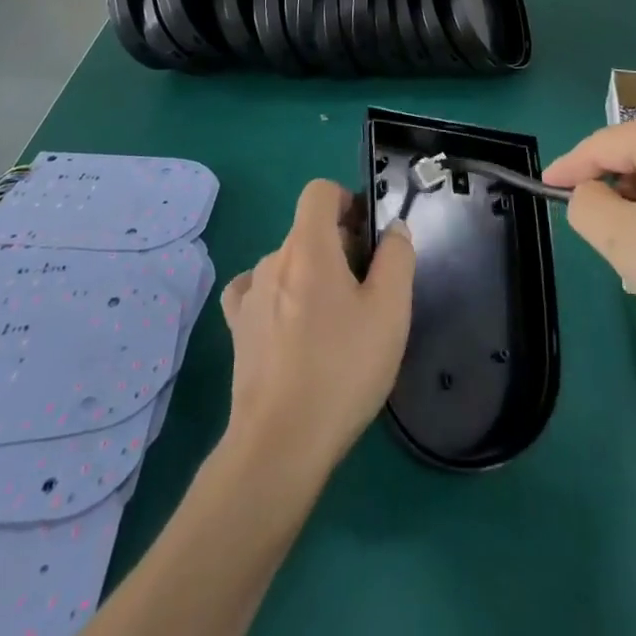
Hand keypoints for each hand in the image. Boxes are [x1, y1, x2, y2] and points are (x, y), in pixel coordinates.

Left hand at [219, 179, 415, 478]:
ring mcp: (250, 294)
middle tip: (366, 289)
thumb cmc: (342, 369)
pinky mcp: (238, 328)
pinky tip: (292, 325)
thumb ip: (397, 257)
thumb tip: (392, 229)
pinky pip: (259, 291)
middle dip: (339, 245)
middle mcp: (273, 259)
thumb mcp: (390, 310)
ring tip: (335, 321)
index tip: (367, 234)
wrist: (281, 443)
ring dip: (312, 275)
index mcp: (309, 246)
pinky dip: (279, 296)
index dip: (346, 200)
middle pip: (308, 230)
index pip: (319, 192)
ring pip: (288, 263)